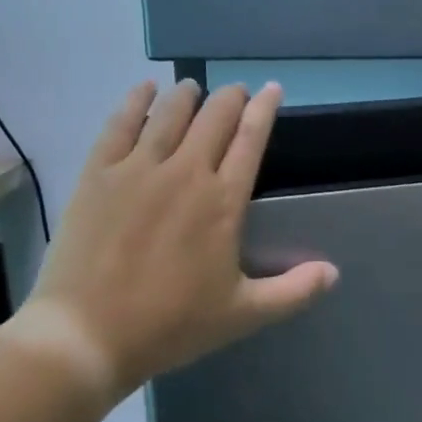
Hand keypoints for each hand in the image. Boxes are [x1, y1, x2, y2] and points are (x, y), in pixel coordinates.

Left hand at [9, 80, 337, 399]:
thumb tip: (333, 271)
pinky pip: (119, 124)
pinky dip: (136, 101)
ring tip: (193, 89)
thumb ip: (293, 291)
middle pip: (214, 118)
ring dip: (188, 96)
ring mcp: (137, 168)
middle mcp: (185, 172)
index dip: (264, 110)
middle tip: (236, 92)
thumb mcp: (242, 315)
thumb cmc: (171, 325)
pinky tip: (145, 89)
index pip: (251, 140)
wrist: (88, 333)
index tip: (271, 89)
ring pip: (170, 114)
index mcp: (223, 202)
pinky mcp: (98, 173)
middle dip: (231, 99)